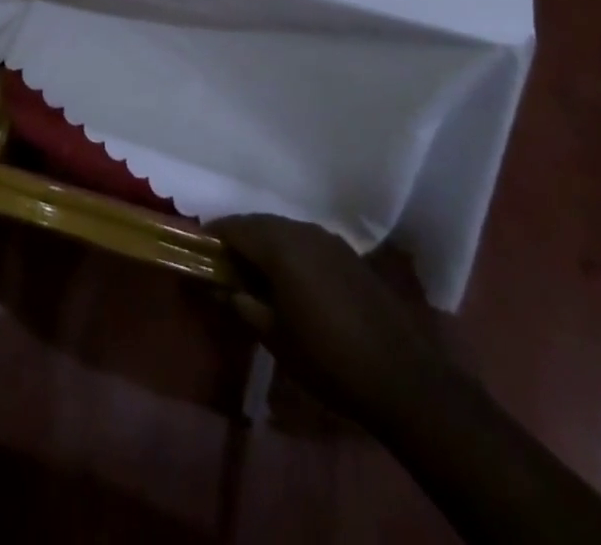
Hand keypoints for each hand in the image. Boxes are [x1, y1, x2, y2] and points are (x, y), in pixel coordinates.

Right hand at [211, 214, 442, 417]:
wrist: (402, 377)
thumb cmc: (327, 358)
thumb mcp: (274, 336)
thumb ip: (242, 304)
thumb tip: (219, 288)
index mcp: (280, 246)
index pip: (235, 227)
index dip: (213, 237)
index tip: (198, 252)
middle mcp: (303, 231)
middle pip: (259, 222)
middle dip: (239, 238)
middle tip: (223, 264)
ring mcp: (329, 239)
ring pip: (284, 229)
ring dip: (265, 243)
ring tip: (254, 272)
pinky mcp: (348, 254)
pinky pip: (306, 240)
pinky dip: (289, 250)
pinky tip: (290, 279)